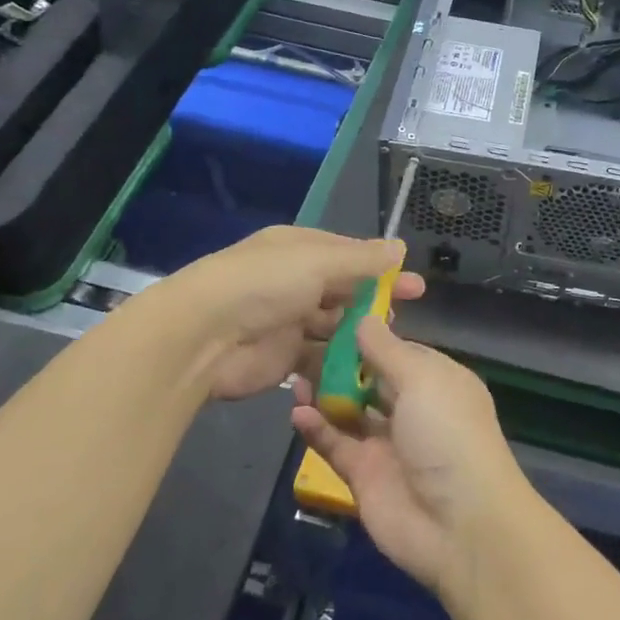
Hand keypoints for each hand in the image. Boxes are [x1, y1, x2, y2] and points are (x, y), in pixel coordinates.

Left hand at [170, 227, 424, 400]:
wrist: (203, 337)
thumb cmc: (264, 284)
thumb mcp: (317, 261)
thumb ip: (361, 259)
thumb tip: (400, 248)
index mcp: (300, 250)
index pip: (350, 256)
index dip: (383, 269)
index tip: (416, 284)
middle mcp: (296, 282)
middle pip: (345, 292)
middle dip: (374, 303)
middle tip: (405, 316)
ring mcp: (289, 322)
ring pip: (335, 327)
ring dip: (359, 335)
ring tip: (387, 347)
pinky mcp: (284, 358)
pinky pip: (320, 359)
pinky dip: (340, 365)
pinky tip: (365, 372)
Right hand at [291, 319, 527, 596]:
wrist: (460, 524)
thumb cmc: (448, 434)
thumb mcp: (423, 380)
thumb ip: (387, 351)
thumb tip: (364, 318)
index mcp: (437, 380)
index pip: (397, 350)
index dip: (367, 336)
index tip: (331, 317)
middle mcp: (413, 408)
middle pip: (369, 379)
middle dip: (338, 364)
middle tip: (300, 344)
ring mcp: (387, 443)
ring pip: (349, 410)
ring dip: (323, 394)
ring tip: (292, 377)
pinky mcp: (364, 475)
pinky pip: (336, 444)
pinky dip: (316, 428)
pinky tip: (296, 413)